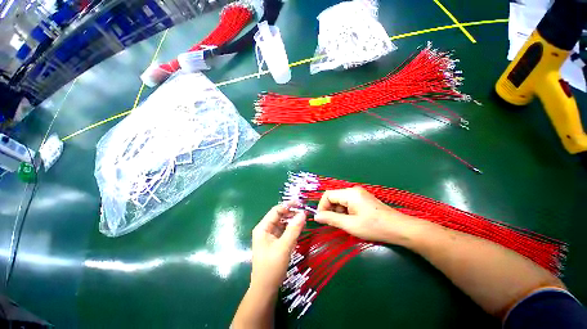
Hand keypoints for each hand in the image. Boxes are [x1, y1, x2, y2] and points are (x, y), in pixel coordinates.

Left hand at [250, 203, 305, 291]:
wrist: (265, 289)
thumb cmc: (271, 267)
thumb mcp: (284, 247)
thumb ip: (294, 229)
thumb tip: (303, 213)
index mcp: (263, 227)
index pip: (276, 210)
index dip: (288, 205)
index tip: (301, 204)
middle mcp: (265, 229)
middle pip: (279, 216)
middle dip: (291, 213)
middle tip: (305, 212)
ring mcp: (270, 235)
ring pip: (283, 223)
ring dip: (292, 220)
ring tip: (304, 219)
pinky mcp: (275, 241)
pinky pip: (284, 231)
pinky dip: (291, 229)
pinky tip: (299, 228)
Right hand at [315, 187, 420, 243]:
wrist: (400, 228)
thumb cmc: (374, 227)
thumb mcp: (350, 225)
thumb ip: (331, 219)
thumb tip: (316, 216)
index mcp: (349, 193)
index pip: (328, 195)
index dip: (322, 206)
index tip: (321, 219)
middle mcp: (353, 190)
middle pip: (334, 197)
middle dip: (330, 210)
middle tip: (333, 224)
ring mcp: (359, 194)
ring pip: (340, 201)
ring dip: (338, 212)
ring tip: (344, 224)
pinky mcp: (363, 199)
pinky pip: (348, 203)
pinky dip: (345, 211)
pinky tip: (351, 220)